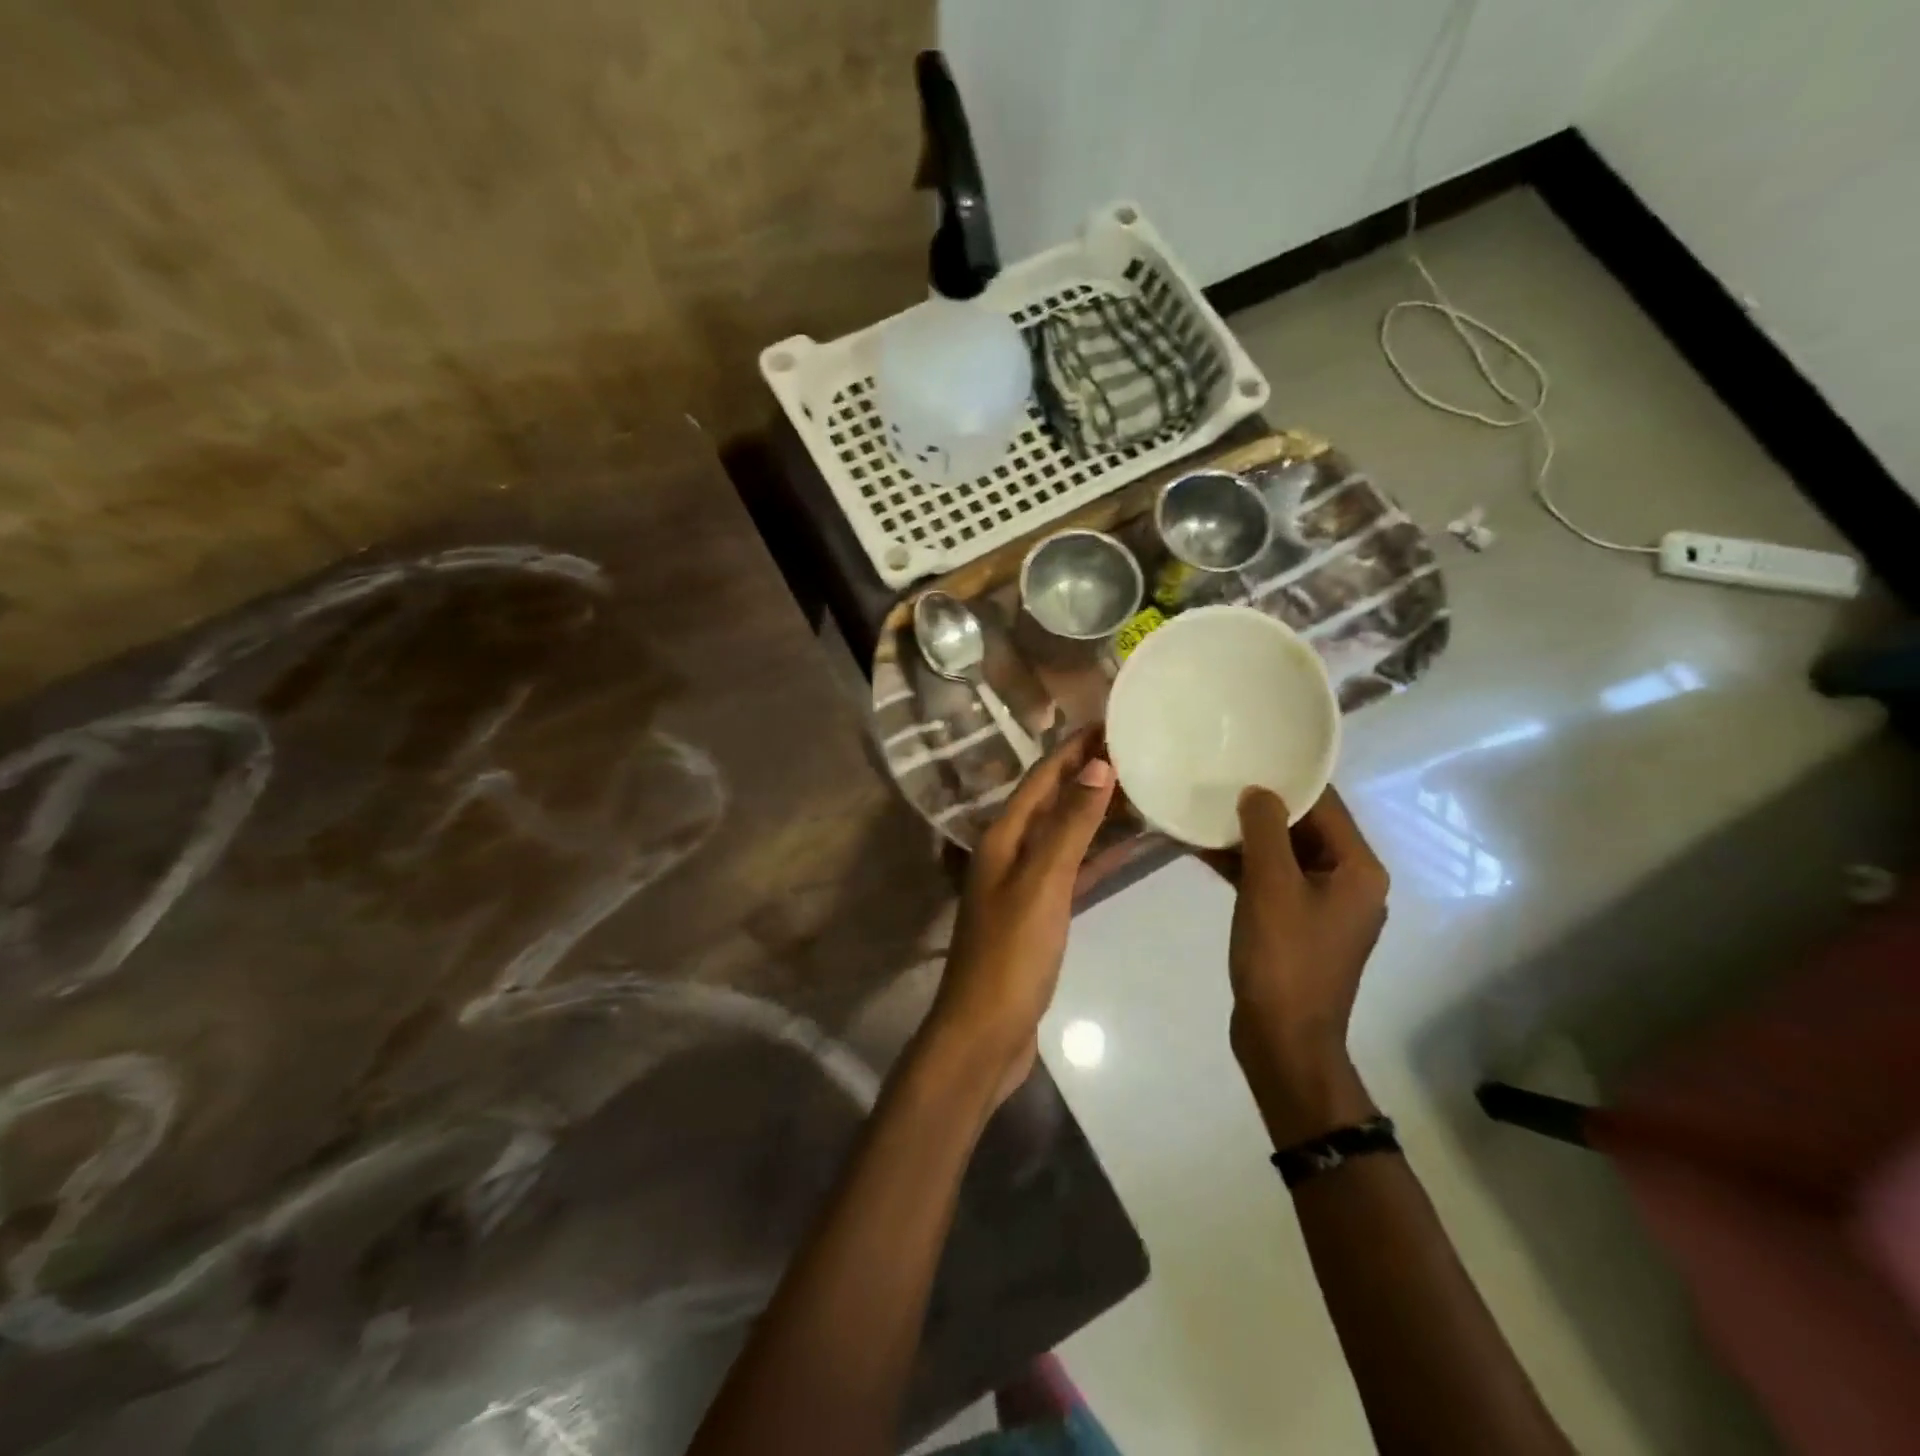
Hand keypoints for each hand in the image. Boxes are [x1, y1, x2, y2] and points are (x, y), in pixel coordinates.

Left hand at [925, 728, 1116, 1104]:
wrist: (986, 1031)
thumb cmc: (1011, 954)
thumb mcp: (1042, 883)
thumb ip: (1069, 825)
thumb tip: (1098, 765)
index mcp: (1004, 836)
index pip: (1043, 775)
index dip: (1076, 747)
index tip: (1114, 719)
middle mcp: (1011, 850)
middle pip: (1054, 798)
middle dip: (1091, 771)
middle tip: (1140, 749)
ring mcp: (1025, 882)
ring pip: (1066, 832)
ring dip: (1099, 810)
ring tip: (1144, 787)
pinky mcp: (1041, 912)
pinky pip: (1074, 868)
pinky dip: (1100, 854)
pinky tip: (1132, 846)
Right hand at [1207, 785, 1388, 1141]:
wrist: (1283, 1040)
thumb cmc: (1284, 959)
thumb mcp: (1271, 886)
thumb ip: (1266, 831)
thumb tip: (1258, 792)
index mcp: (1358, 869)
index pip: (1326, 806)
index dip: (1287, 780)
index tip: (1248, 756)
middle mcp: (1349, 882)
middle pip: (1305, 828)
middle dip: (1262, 807)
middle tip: (1219, 779)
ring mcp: (1322, 905)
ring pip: (1284, 854)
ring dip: (1247, 837)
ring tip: (1205, 810)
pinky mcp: (1296, 924)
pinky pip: (1271, 880)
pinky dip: (1243, 866)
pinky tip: (1204, 850)